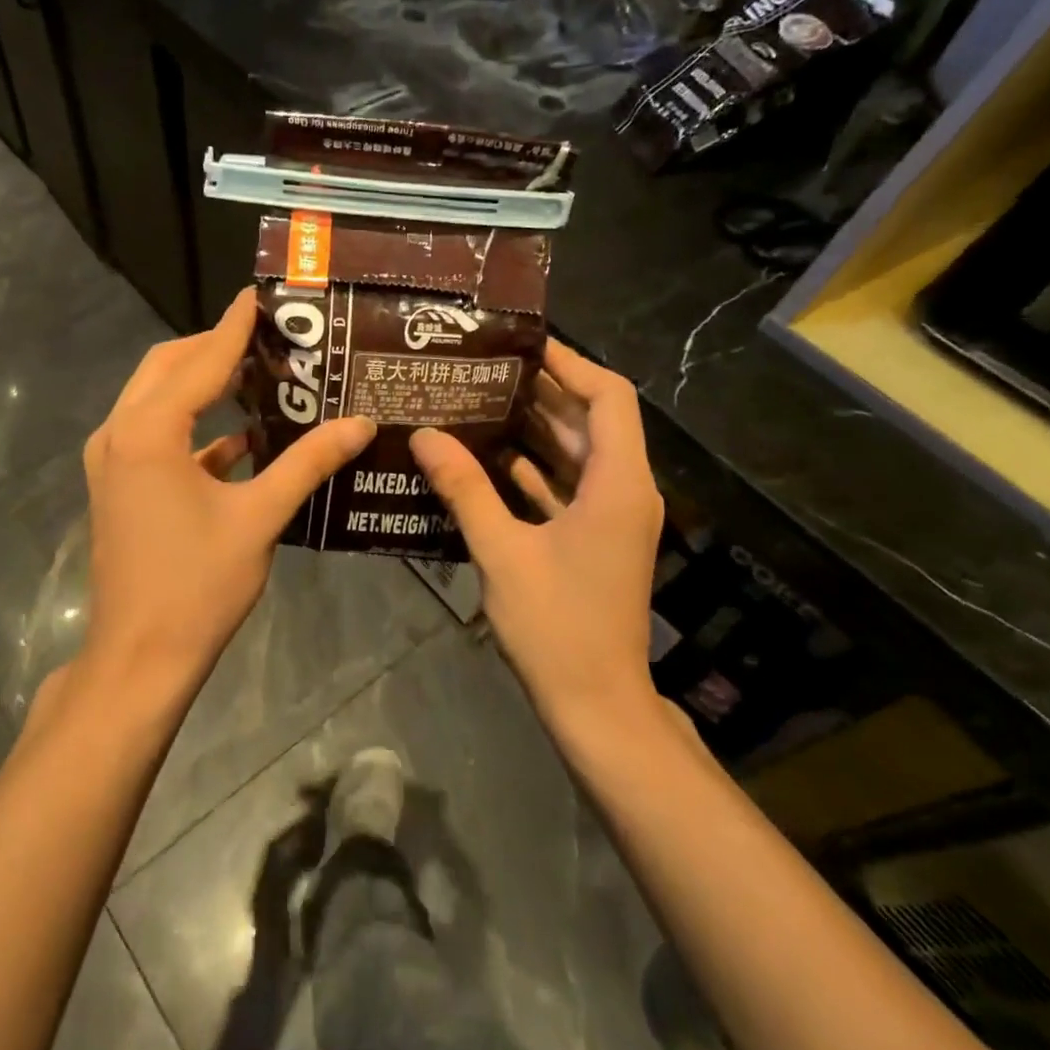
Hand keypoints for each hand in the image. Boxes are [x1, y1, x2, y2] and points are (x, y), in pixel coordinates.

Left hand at [81, 290, 374, 693]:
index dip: (235, 325)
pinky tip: (243, 438)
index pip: (201, 359)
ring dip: (202, 383)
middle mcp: (120, 434)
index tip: (262, 294)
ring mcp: (112, 461)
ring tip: (259, 374)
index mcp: (148, 432)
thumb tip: (360, 423)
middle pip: (168, 367)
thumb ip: (309, 462)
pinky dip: (195, 426)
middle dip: (215, 347)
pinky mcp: (118, 485)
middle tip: (269, 337)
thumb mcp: (260, 517)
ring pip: (157, 399)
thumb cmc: (198, 585)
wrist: (140, 657)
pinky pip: (156, 435)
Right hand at [410, 339, 662, 724]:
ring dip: (537, 429)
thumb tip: (424, 436)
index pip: (608, 397)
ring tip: (481, 401)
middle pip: (591, 421)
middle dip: (543, 393)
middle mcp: (625, 491)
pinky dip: (536, 470)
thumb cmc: (556, 626)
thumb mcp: (502, 551)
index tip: (523, 345)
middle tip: (485, 369)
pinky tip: (491, 458)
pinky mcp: (597, 540)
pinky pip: (569, 487)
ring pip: (579, 455)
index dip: (570, 364)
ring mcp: (613, 518)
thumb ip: (464, 489)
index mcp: (618, 484)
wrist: (596, 704)